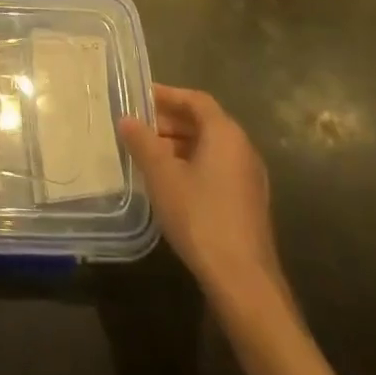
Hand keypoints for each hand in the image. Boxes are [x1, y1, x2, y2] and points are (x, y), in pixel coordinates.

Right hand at [118, 85, 284, 306]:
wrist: (242, 279)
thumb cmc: (200, 216)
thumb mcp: (162, 175)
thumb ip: (142, 142)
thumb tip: (127, 119)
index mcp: (225, 134)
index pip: (196, 100)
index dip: (167, 95)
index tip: (139, 97)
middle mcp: (242, 149)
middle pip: (204, 122)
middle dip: (169, 121)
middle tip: (137, 127)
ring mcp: (248, 177)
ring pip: (209, 147)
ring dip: (178, 144)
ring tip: (146, 154)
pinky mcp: (247, 202)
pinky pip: (216, 168)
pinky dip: (191, 164)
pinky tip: (168, 182)